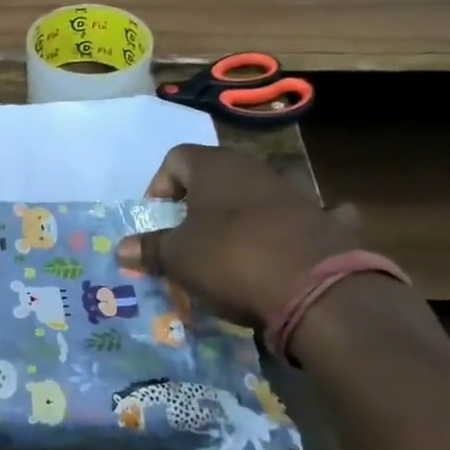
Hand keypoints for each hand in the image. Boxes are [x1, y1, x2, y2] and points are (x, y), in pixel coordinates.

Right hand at [116, 146, 360, 329]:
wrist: (317, 292)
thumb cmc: (230, 259)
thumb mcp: (177, 258)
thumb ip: (149, 249)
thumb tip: (122, 249)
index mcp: (215, 166)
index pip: (175, 158)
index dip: (159, 187)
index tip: (158, 222)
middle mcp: (255, 169)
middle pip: (217, 176)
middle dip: (199, 205)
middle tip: (188, 239)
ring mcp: (296, 194)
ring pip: (259, 195)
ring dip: (245, 215)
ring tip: (234, 249)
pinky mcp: (327, 223)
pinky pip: (307, 219)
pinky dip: (297, 230)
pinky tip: (294, 249)